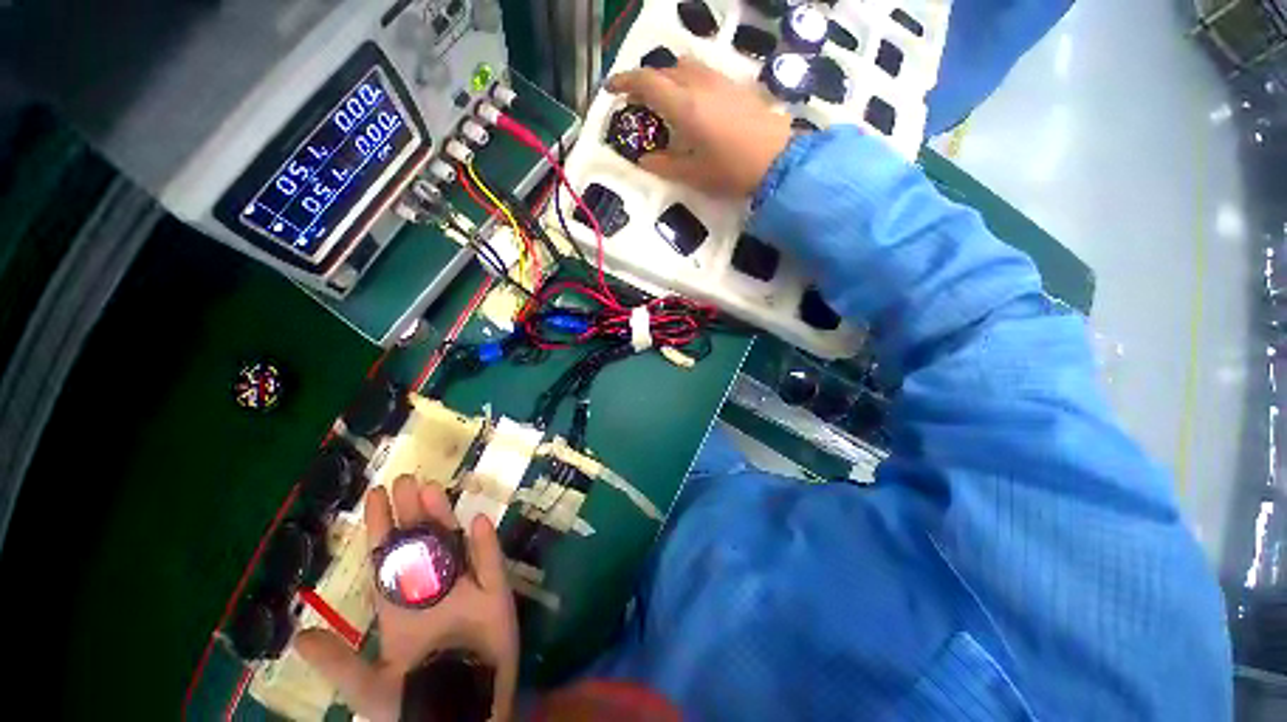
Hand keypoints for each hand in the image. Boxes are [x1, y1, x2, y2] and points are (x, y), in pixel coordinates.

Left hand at [295, 476, 518, 721]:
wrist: (468, 715)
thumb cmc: (417, 704)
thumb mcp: (371, 688)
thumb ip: (341, 664)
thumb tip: (300, 636)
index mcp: (401, 606)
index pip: (388, 558)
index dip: (380, 527)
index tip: (376, 495)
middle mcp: (432, 589)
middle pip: (421, 542)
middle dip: (411, 512)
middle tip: (405, 479)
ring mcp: (465, 589)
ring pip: (454, 544)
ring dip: (444, 518)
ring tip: (432, 490)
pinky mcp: (494, 595)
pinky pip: (490, 564)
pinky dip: (485, 544)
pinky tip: (477, 521)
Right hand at [606, 57, 793, 197]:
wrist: (778, 160)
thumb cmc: (731, 170)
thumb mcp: (692, 175)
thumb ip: (664, 165)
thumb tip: (644, 159)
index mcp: (684, 105)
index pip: (646, 82)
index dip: (624, 82)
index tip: (611, 89)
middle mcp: (699, 84)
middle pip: (664, 70)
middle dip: (646, 82)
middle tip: (638, 103)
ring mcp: (720, 81)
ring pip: (685, 67)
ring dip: (668, 78)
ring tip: (665, 102)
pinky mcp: (734, 86)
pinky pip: (702, 73)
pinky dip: (687, 81)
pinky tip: (692, 104)